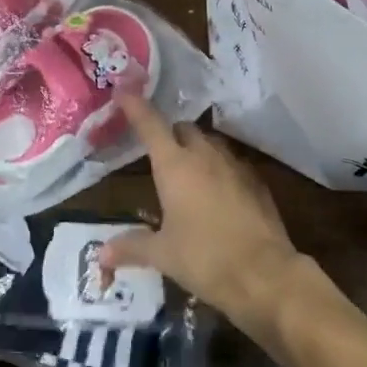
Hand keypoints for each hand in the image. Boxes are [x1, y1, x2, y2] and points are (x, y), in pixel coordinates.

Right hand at [101, 93, 303, 333]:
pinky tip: (218, 194)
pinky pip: (233, 165)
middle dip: (170, 133)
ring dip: (196, 150)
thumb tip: (101, 254)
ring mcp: (235, 166)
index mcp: (175, 165)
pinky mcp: (257, 183)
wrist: (265, 275)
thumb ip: (132, 247)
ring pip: (211, 144)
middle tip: (158, 151)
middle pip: (183, 129)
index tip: (123, 91)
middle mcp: (205, 156)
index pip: (150, 124)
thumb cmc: (205, 258)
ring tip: (187, 172)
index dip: (135, 106)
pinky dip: (220, 171)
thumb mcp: (163, 254)